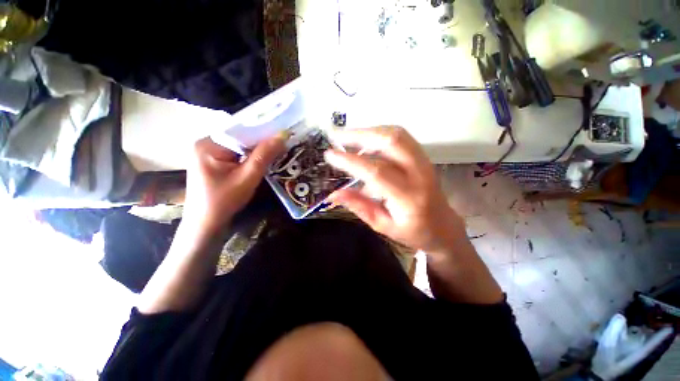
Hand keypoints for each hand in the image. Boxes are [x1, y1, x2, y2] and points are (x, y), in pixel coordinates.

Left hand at [183, 135, 285, 234]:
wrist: (206, 224)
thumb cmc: (224, 201)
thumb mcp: (247, 177)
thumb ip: (264, 155)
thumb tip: (282, 136)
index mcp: (208, 144)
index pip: (241, 131)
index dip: (263, 132)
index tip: (283, 134)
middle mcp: (205, 143)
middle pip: (239, 137)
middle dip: (260, 143)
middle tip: (282, 144)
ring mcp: (207, 153)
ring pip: (239, 146)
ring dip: (256, 150)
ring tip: (275, 151)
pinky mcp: (213, 161)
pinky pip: (235, 153)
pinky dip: (249, 156)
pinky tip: (261, 160)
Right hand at [324, 126, 464, 252]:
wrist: (444, 227)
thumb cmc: (413, 232)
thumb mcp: (382, 225)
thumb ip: (358, 206)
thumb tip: (333, 194)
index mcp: (408, 198)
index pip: (376, 172)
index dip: (351, 161)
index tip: (329, 155)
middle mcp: (419, 174)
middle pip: (391, 141)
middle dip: (360, 135)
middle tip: (337, 136)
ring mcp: (424, 162)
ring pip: (397, 134)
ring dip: (369, 131)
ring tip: (348, 137)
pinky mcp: (423, 157)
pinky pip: (401, 137)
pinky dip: (380, 133)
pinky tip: (366, 139)